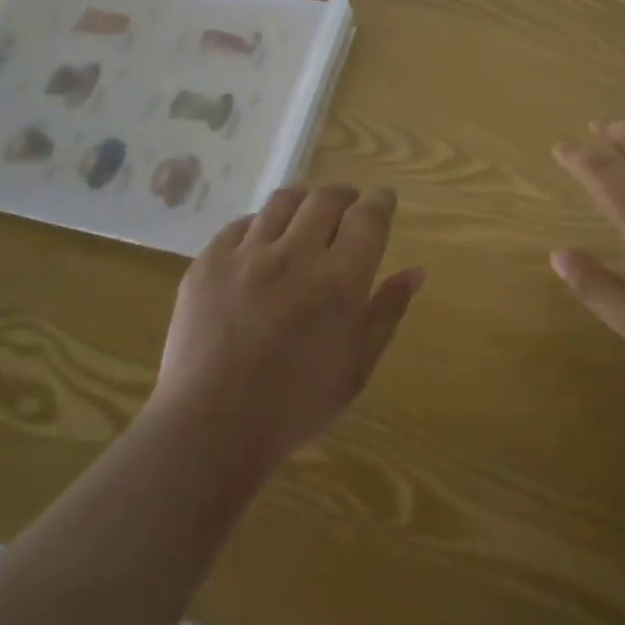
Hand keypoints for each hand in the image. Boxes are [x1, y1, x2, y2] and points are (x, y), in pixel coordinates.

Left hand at [149, 184, 423, 474]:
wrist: (209, 428)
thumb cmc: (296, 406)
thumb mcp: (357, 366)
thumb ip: (387, 312)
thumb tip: (415, 271)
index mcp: (339, 281)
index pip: (368, 217)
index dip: (380, 201)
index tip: (383, 200)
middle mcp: (295, 255)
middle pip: (327, 198)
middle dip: (344, 195)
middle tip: (348, 207)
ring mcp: (247, 255)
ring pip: (283, 201)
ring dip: (303, 201)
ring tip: (306, 215)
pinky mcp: (209, 263)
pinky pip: (240, 225)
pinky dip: (260, 226)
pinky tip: (262, 244)